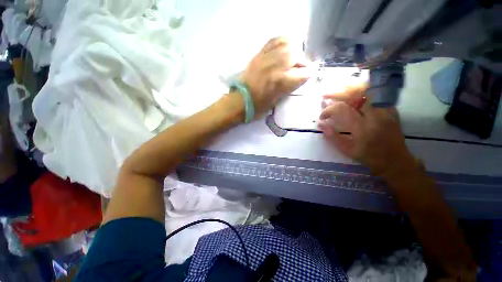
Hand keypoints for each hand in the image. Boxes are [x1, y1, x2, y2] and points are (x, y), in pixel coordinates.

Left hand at [239, 37, 309, 116]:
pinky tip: (283, 49)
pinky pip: (274, 41)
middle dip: (302, 62)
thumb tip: (299, 77)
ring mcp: (267, 57)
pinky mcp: (259, 54)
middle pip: (297, 55)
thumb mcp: (277, 101)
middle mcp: (276, 66)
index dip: (307, 76)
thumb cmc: (259, 105)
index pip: (303, 73)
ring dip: (294, 51)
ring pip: (287, 45)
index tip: (306, 77)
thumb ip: (290, 87)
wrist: (241, 100)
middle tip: (300, 68)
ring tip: (292, 58)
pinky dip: (282, 42)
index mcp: (281, 81)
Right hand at [318, 85, 415, 176]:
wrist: (396, 160)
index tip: (322, 116)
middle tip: (326, 95)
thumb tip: (321, 124)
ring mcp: (386, 109)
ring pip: (367, 90)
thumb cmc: (370, 157)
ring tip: (338, 92)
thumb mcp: (347, 150)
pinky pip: (374, 94)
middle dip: (338, 92)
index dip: (329, 110)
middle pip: (357, 93)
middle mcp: (376, 115)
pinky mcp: (390, 108)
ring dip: (350, 89)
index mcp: (364, 128)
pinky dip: (361, 92)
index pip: (342, 109)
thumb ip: (333, 136)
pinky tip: (353, 97)